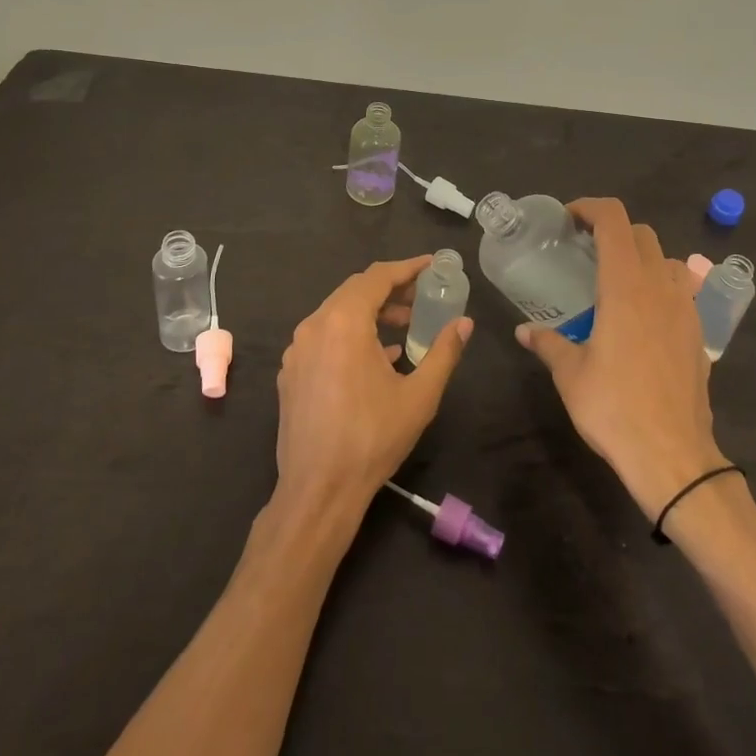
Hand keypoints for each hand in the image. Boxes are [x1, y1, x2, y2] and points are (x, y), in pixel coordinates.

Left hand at [274, 256, 473, 519]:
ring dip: (371, 312)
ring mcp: (297, 350)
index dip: (407, 268)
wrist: (318, 490)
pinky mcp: (291, 372)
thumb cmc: (372, 438)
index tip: (432, 265)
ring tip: (404, 326)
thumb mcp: (419, 395)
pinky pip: (324, 337)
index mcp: (344, 321)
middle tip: (422, 296)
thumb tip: (465, 323)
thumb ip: (444, 352)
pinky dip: (351, 334)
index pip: (377, 277)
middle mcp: (314, 325)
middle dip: (390, 289)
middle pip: (355, 290)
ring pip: (337, 313)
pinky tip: (376, 357)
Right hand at [515, 199, 720, 518]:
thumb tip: (524, 331)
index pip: (614, 220)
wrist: (673, 456)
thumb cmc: (614, 408)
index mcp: (625, 286)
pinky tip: (642, 315)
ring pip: (667, 258)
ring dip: (641, 256)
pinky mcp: (698, 332)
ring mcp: (684, 308)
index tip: (568, 219)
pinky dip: (660, 284)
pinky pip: (681, 289)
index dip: (590, 207)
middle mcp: (659, 287)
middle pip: (641, 233)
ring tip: (617, 279)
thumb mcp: (571, 375)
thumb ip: (548, 344)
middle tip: (585, 249)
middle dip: (612, 230)